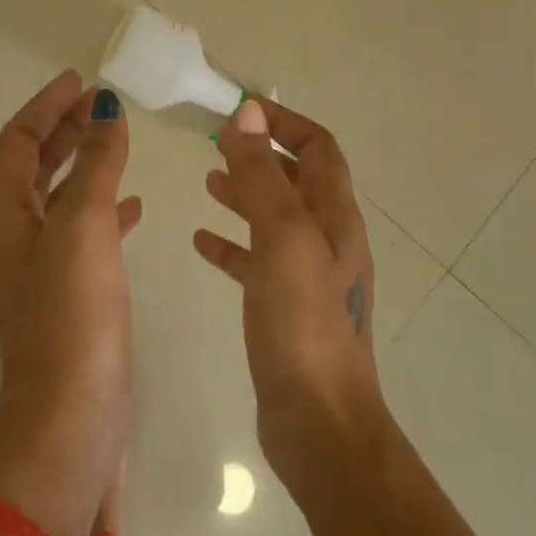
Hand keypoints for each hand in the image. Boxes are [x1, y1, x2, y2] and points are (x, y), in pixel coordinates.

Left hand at [0, 71, 139, 535]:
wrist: (70, 421)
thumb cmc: (72, 315)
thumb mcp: (82, 226)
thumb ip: (94, 163)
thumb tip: (103, 106)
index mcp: (3, 216)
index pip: (18, 142)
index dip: (46, 106)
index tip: (79, 80)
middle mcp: (11, 238)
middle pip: (33, 166)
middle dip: (64, 129)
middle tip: (99, 104)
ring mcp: (38, 270)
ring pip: (59, 198)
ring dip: (83, 165)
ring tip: (117, 142)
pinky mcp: (65, 296)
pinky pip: (81, 234)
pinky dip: (102, 210)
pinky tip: (133, 207)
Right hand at [194, 97, 386, 491]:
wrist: (319, 424)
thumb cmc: (302, 324)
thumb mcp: (281, 238)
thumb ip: (262, 176)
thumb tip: (248, 114)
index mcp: (335, 217)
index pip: (318, 148)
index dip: (283, 123)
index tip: (238, 111)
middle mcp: (327, 240)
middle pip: (296, 180)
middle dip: (260, 154)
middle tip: (214, 143)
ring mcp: (308, 277)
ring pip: (274, 218)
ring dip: (245, 193)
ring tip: (207, 181)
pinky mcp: (285, 308)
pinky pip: (256, 260)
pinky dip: (231, 243)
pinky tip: (201, 242)